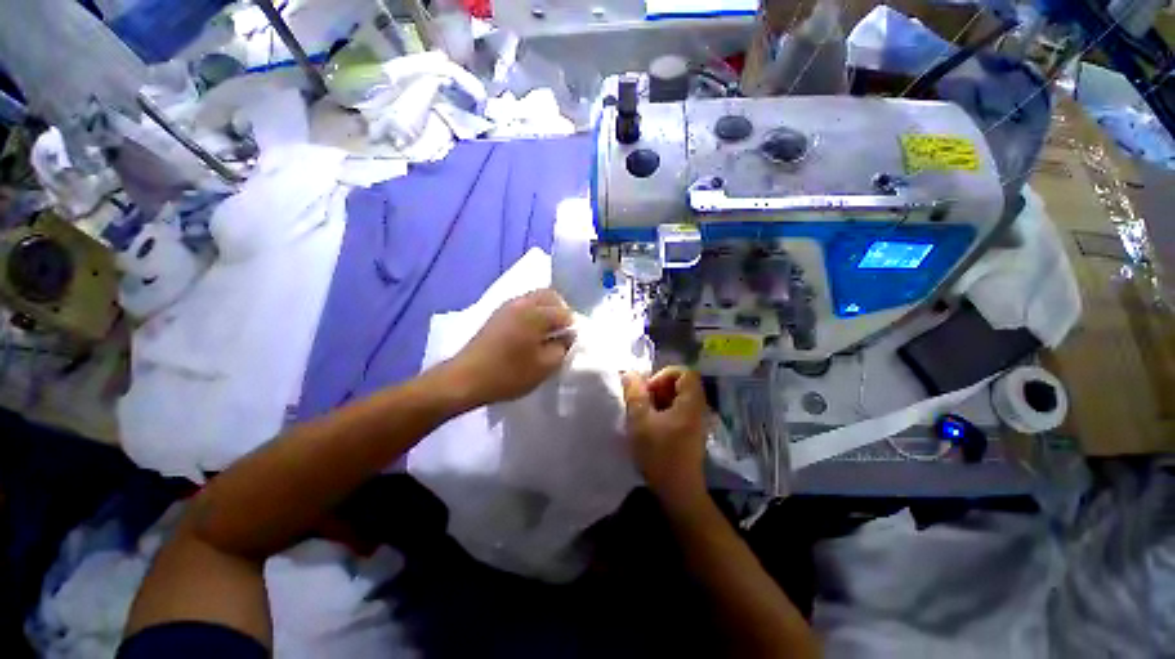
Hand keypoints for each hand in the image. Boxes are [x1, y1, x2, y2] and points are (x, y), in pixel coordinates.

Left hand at [446, 289, 572, 407]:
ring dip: (546, 311)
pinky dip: (533, 313)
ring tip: (547, 334)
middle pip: (550, 296)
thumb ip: (563, 347)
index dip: (573, 327)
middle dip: (561, 311)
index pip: (565, 312)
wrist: (465, 379)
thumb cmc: (508, 374)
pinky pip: (523, 305)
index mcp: (536, 313)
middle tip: (563, 333)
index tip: (572, 343)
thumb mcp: (544, 366)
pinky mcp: (497, 314)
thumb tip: (568, 336)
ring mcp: (507, 306)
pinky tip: (530, 334)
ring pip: (536, 298)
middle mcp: (522, 302)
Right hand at [622, 367, 710, 512]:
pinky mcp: (691, 433)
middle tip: (642, 404)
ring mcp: (696, 422)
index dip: (663, 375)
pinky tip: (650, 427)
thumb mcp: (640, 421)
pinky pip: (678, 412)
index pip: (684, 372)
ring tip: (643, 416)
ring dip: (658, 402)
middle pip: (681, 384)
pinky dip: (663, 413)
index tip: (648, 391)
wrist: (678, 492)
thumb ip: (635, 394)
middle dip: (658, 388)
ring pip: (677, 399)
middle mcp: (698, 408)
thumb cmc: (659, 454)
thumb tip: (630, 373)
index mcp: (690, 402)